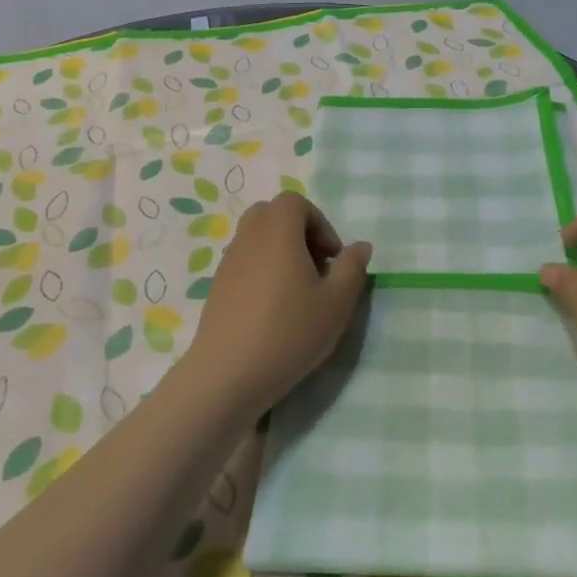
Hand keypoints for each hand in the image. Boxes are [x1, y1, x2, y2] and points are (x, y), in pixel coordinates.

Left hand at [182, 192, 371, 414]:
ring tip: (298, 292)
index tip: (333, 258)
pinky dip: (263, 270)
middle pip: (273, 214)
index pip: (295, 202)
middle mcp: (249, 237)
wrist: (228, 374)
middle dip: (299, 233)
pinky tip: (275, 310)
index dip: (320, 223)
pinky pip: (245, 261)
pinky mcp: (217, 286)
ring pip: (257, 238)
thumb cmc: (289, 332)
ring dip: (281, 252)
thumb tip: (359, 246)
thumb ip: (352, 268)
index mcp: (278, 231)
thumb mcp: (336, 303)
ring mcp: (228, 261)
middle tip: (317, 268)